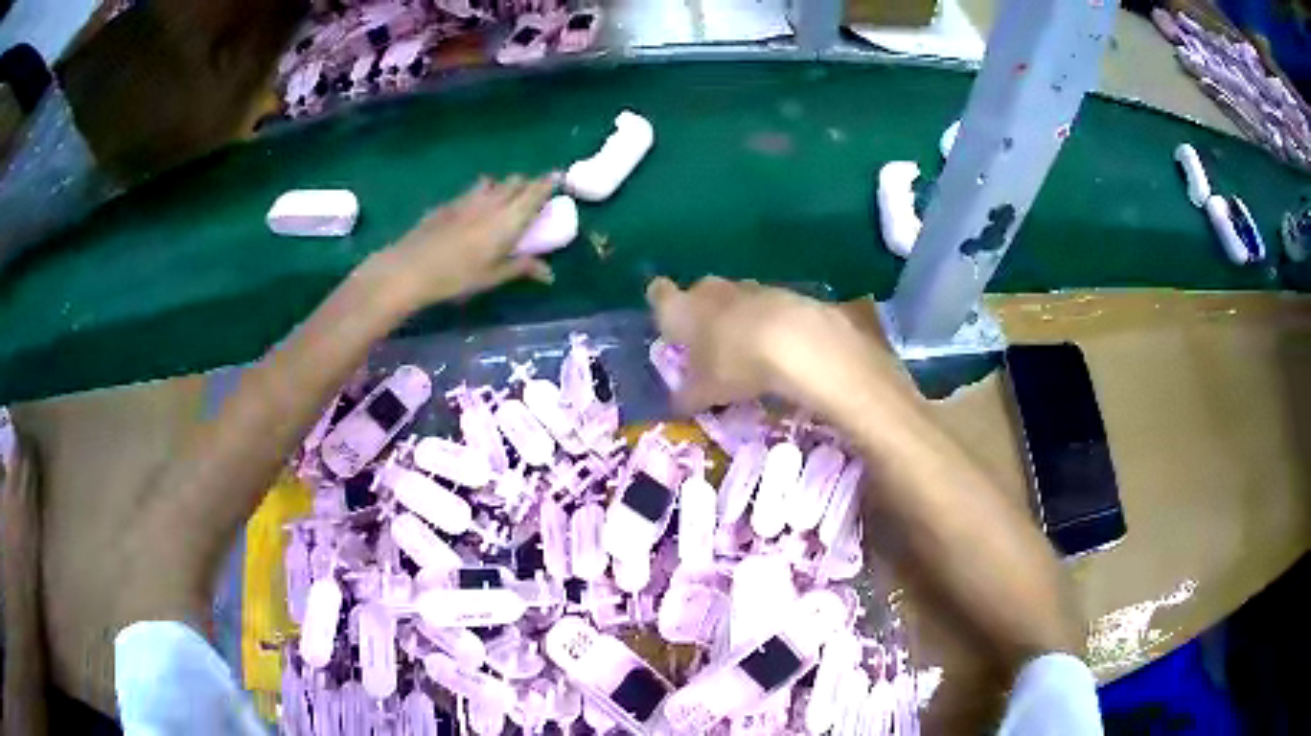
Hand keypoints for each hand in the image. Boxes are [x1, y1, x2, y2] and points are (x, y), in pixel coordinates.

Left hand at [371, 175, 555, 308]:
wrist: (411, 268)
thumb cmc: (457, 277)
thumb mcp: (493, 277)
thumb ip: (521, 268)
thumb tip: (549, 273)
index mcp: (509, 220)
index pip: (534, 193)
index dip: (547, 183)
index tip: (557, 176)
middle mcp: (492, 202)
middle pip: (515, 182)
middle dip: (527, 183)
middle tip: (533, 193)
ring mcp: (468, 199)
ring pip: (494, 183)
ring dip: (504, 185)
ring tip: (505, 196)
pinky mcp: (449, 203)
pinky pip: (473, 190)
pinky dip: (482, 192)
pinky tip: (476, 205)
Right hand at [645, 276, 916, 415]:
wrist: (793, 340)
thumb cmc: (733, 363)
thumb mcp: (705, 391)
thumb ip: (688, 396)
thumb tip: (679, 403)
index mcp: (680, 309)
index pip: (659, 294)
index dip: (662, 306)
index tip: (668, 325)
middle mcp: (708, 290)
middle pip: (698, 293)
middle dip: (701, 314)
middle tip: (706, 345)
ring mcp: (747, 287)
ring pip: (733, 298)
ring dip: (736, 317)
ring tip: (744, 349)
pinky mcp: (781, 292)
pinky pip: (765, 306)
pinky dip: (766, 321)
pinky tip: (774, 346)